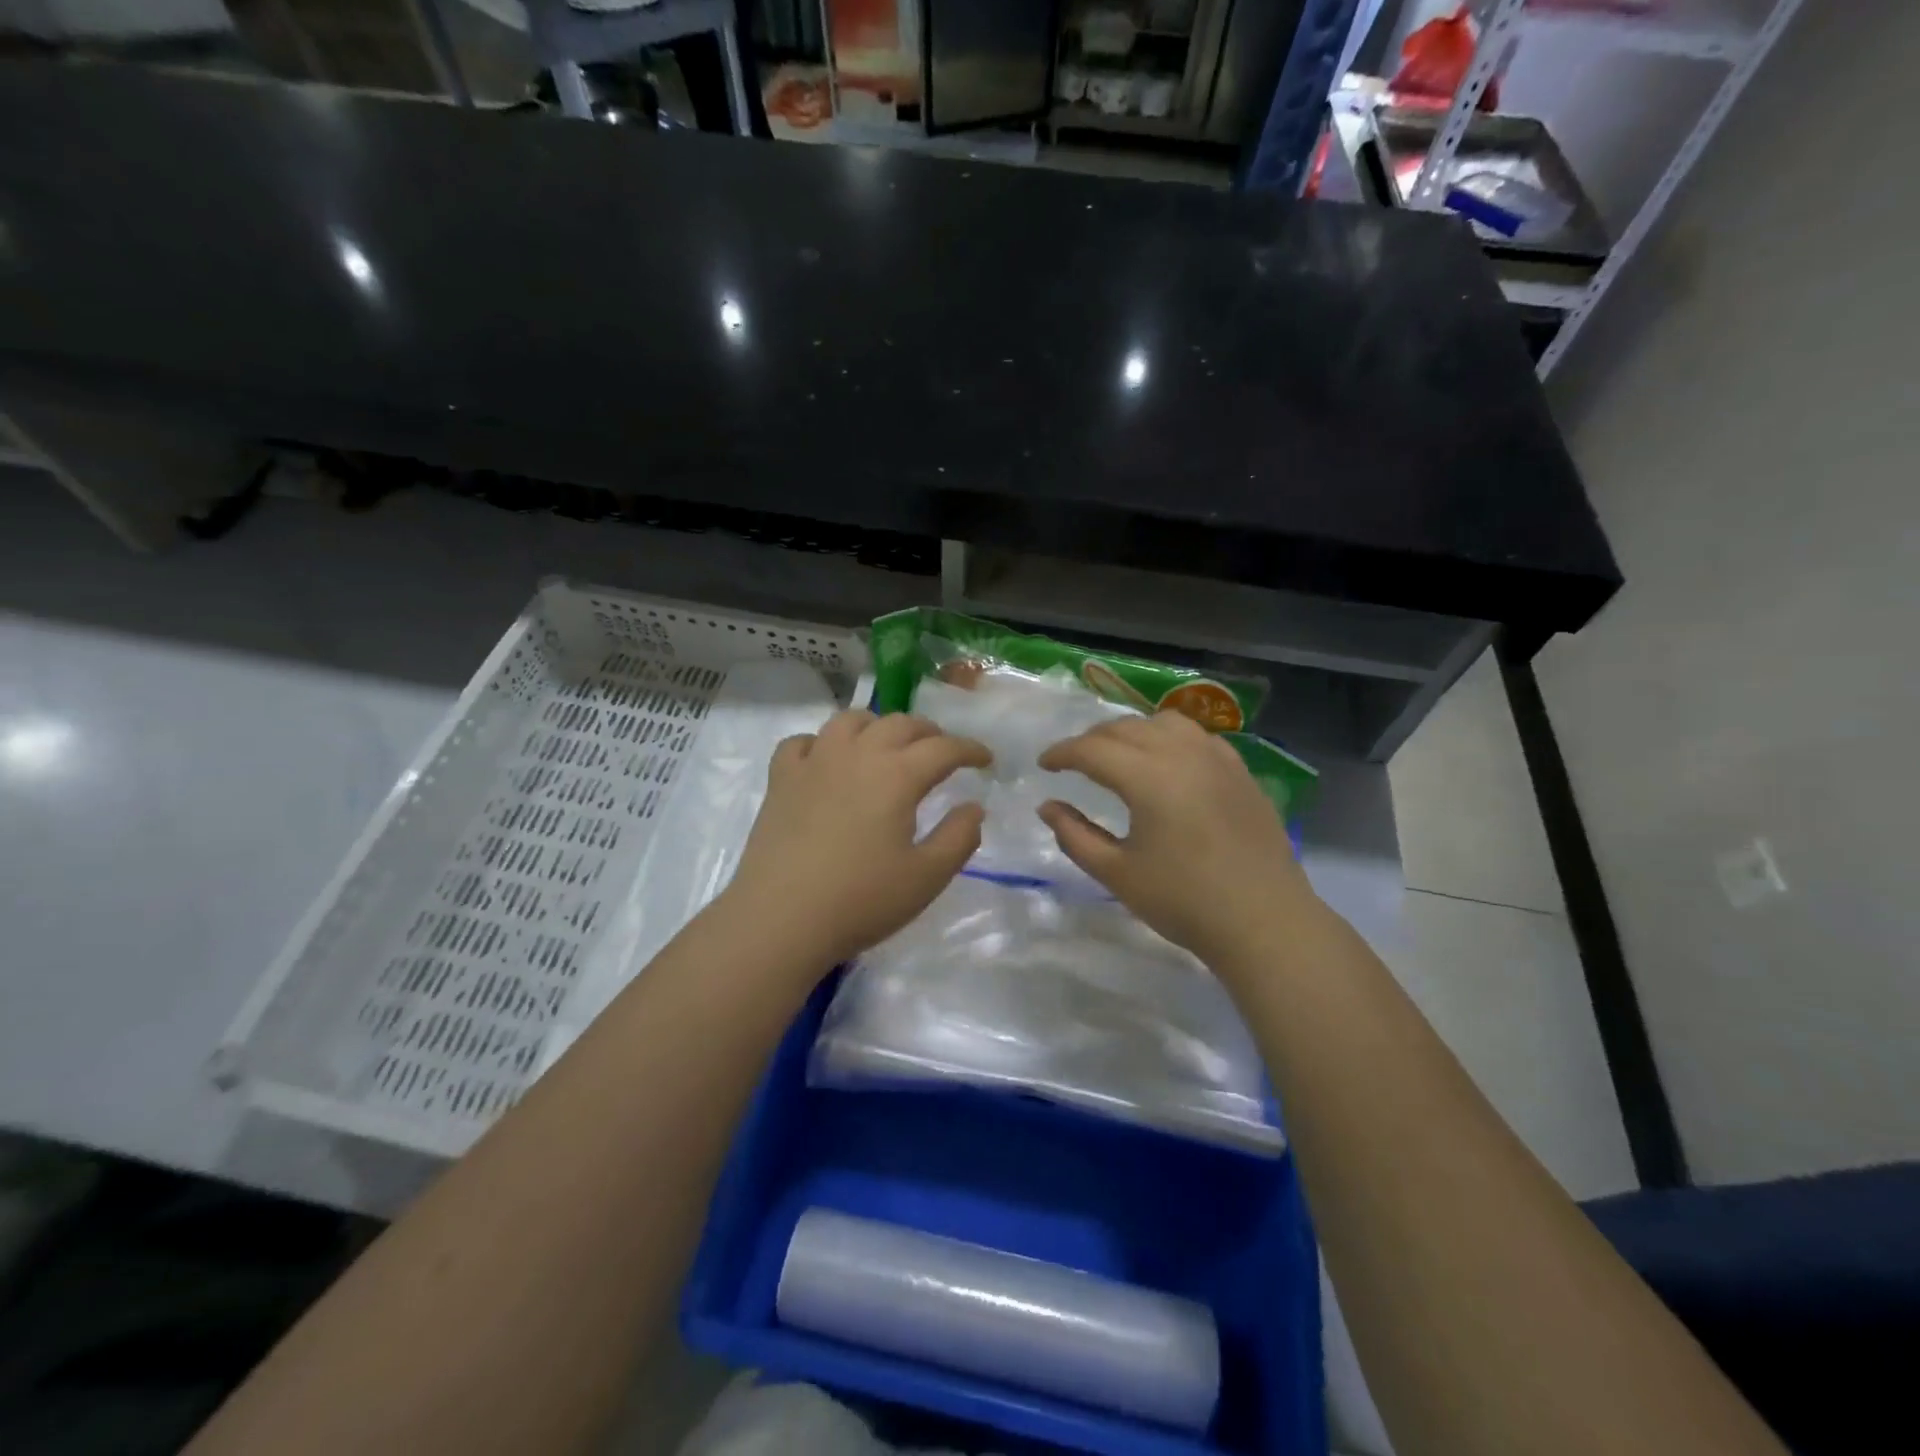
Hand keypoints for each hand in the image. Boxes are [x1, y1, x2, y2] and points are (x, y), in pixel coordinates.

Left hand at [724, 710, 989, 969]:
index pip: (944, 747)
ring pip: (850, 721)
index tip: (986, 760)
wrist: (781, 920)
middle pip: (900, 723)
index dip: (970, 749)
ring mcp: (814, 762)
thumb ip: (959, 837)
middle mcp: (857, 754)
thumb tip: (973, 807)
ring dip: (878, 726)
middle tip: (942, 753)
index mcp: (897, 775)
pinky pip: (802, 742)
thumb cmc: (861, 901)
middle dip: (930, 733)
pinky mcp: (781, 779)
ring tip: (887, 746)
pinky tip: (827, 761)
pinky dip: (822, 743)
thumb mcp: (927, 877)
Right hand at [1038, 712, 1313, 967]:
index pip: (1092, 749)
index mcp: (1148, 777)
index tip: (1044, 764)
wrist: (1264, 921)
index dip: (1062, 753)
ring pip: (1163, 723)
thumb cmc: (1183, 902)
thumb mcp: (1117, 873)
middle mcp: (1182, 753)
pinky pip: (1197, 736)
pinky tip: (1167, 762)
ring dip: (1132, 732)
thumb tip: (1048, 807)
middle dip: (1092, 739)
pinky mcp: (1241, 771)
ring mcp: (1217, 758)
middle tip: (1073, 761)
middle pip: (1125, 728)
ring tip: (1118, 754)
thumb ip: (1075, 836)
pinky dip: (1170, 738)